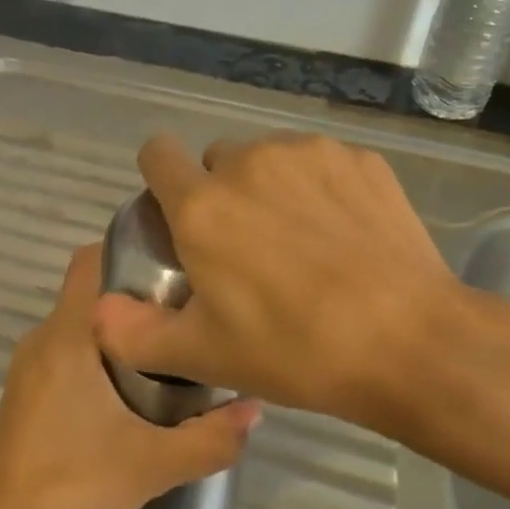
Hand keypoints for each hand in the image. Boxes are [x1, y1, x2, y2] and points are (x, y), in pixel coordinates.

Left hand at [0, 243, 260, 508]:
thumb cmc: (74, 483)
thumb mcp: (154, 463)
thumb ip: (211, 436)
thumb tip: (256, 407)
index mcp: (66, 335)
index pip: (90, 260)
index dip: (131, 249)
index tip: (175, 264)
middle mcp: (43, 340)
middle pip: (93, 294)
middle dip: (138, 298)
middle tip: (188, 313)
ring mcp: (30, 369)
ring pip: (82, 328)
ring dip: (121, 334)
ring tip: (171, 350)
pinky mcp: (28, 396)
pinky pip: (69, 355)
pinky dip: (100, 359)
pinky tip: (135, 393)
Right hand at [91, 131, 509, 427]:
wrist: (410, 340)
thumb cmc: (295, 349)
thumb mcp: (204, 355)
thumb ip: (135, 333)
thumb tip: (98, 310)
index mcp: (203, 204)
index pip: (157, 153)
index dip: (160, 179)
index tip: (178, 215)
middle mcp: (250, 162)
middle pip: (218, 160)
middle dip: (222, 193)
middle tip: (248, 250)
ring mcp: (310, 154)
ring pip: (270, 159)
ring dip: (271, 188)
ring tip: (303, 245)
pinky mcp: (360, 159)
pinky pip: (321, 164)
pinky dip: (321, 190)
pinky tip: (346, 237)